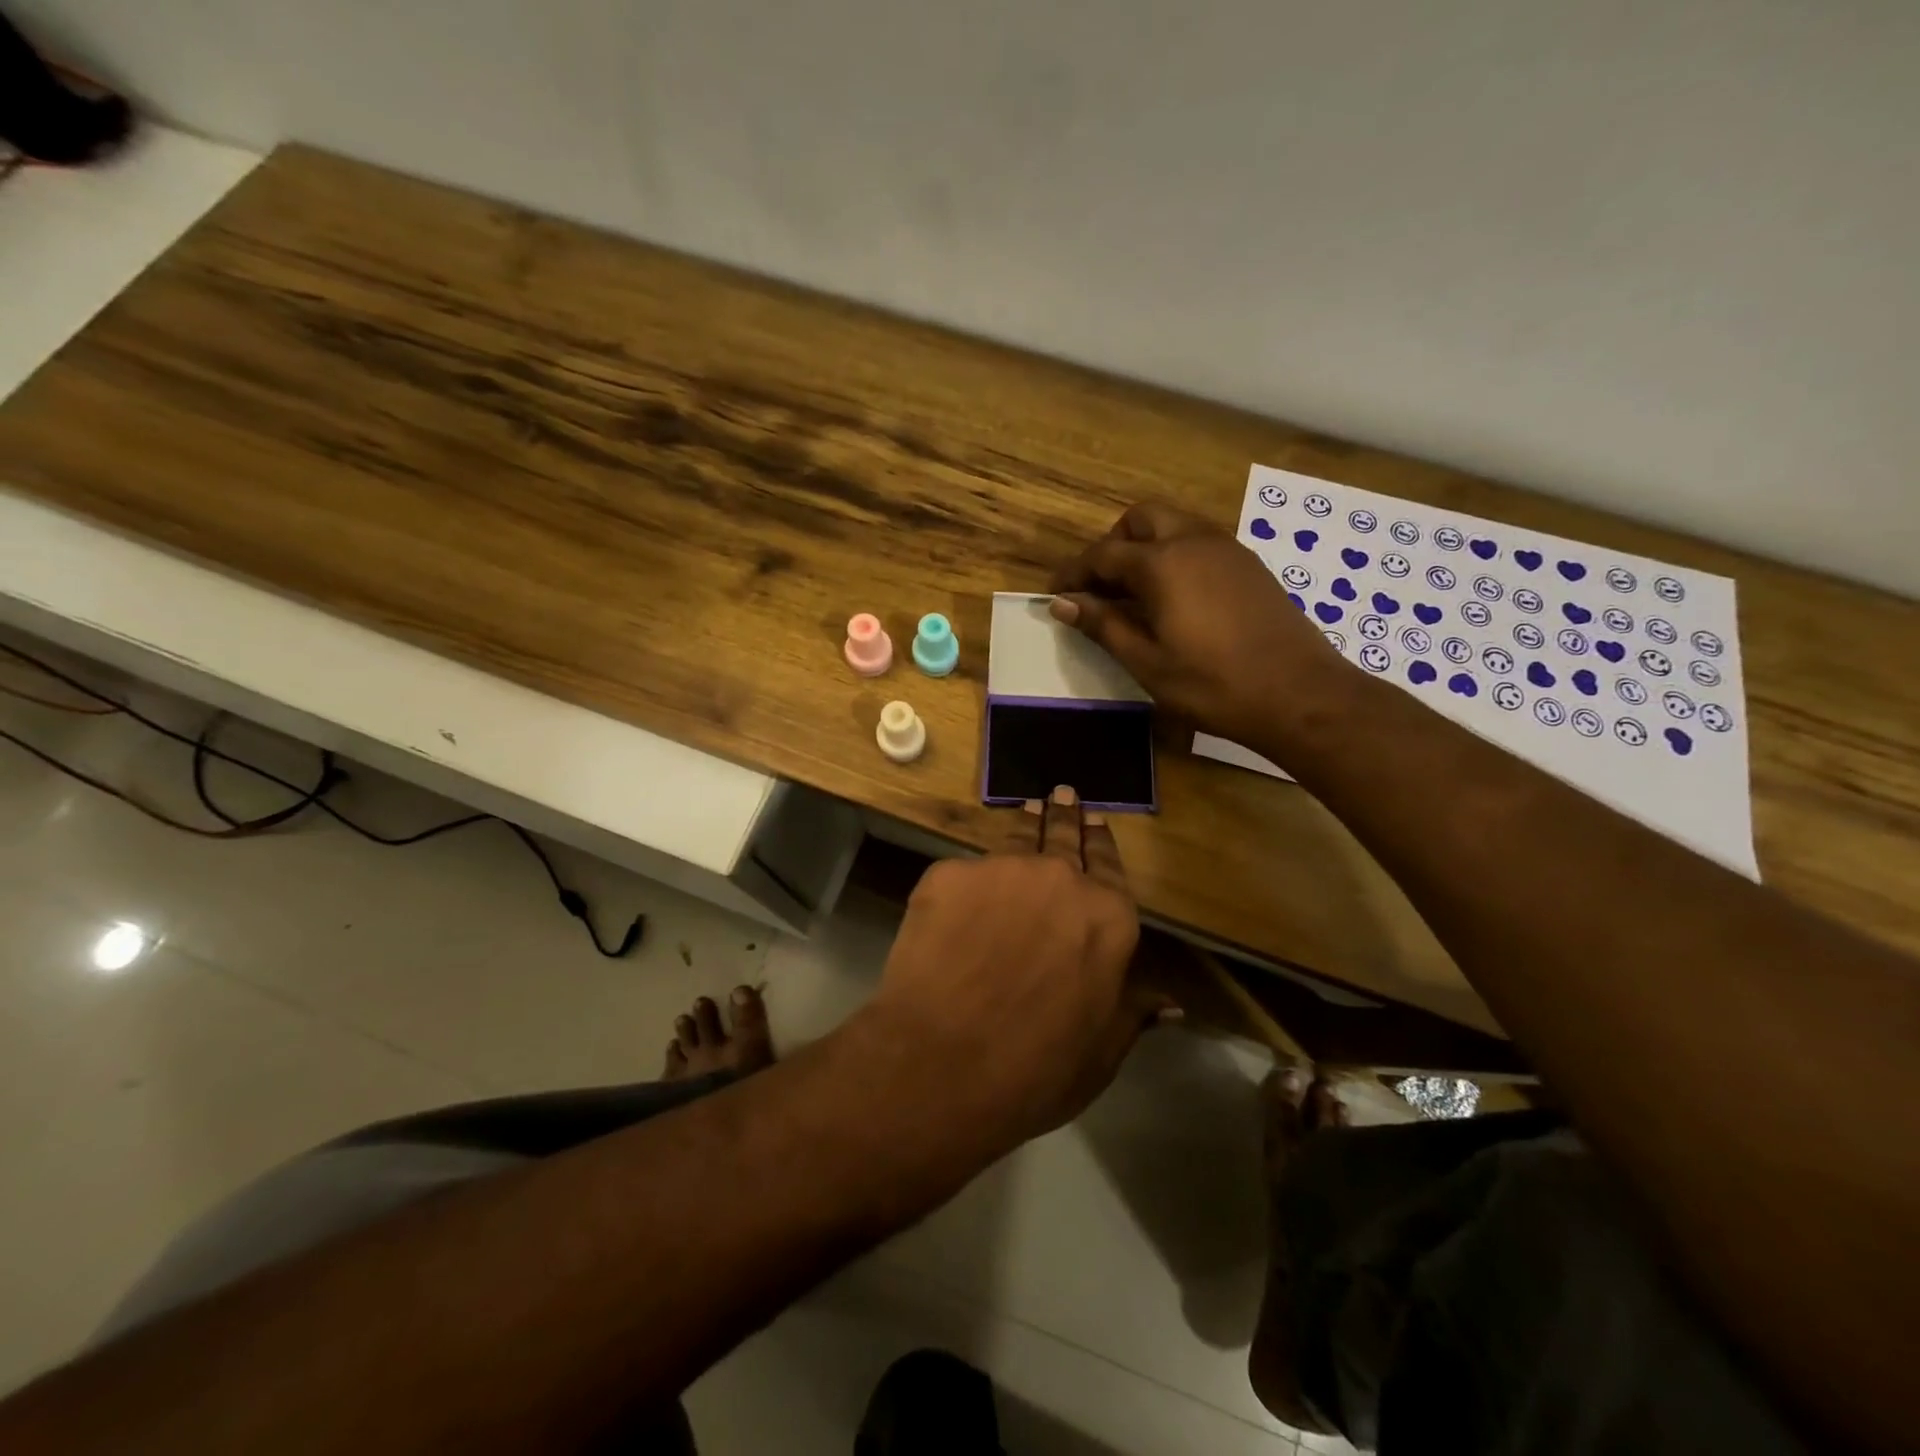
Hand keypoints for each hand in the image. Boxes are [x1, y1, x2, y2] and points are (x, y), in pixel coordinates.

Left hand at [865, 788, 1172, 1150]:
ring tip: (1026, 811)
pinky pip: (962, 873)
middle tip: (1063, 795)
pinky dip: (966, 883)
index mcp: (1107, 917)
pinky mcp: (948, 874)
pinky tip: (959, 896)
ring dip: (1024, 825)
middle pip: (1064, 837)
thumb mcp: (1100, 1051)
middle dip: (1065, 816)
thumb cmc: (1036, 1069)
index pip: (1109, 866)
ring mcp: (1000, 869)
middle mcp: (1060, 879)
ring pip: (1015, 840)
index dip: (1102, 843)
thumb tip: (1172, 1004)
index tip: (1096, 822)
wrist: (943, 1062)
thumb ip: (1131, 1012)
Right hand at [1050, 501, 1349, 747]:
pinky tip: (1175, 598)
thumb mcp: (1147, 662)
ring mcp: (1227, 548)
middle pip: (1141, 519)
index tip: (1057, 595)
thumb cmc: (1213, 684)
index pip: (1103, 554)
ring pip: (1174, 524)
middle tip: (1100, 586)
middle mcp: (1194, 540)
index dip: (1074, 573)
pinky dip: (1175, 555)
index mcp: (1162, 563)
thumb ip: (1103, 625)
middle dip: (1112, 544)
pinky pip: (1200, 541)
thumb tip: (1063, 604)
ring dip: (1145, 546)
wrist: (1299, 694)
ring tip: (1134, 593)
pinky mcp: (1249, 564)